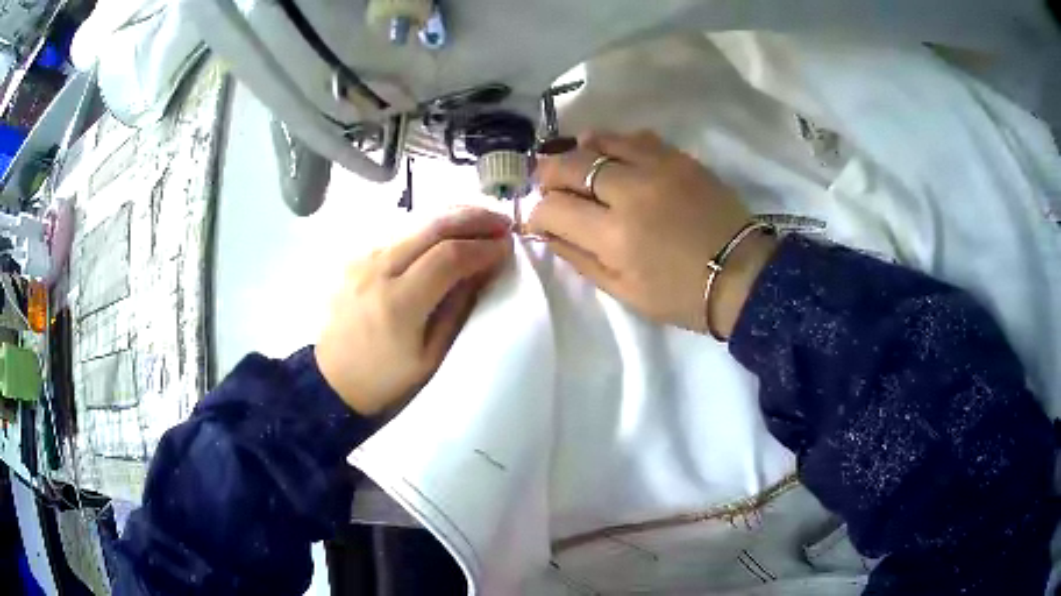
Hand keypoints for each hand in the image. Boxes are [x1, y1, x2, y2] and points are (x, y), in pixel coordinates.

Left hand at [315, 209, 512, 414]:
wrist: (332, 378)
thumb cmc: (385, 378)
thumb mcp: (431, 356)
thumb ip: (458, 308)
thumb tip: (484, 268)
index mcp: (398, 303)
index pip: (449, 257)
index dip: (483, 248)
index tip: (507, 247)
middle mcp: (378, 269)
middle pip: (433, 226)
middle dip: (474, 218)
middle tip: (502, 223)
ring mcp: (363, 257)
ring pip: (416, 220)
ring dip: (454, 215)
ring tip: (483, 219)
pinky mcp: (357, 254)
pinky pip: (400, 229)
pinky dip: (431, 224)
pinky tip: (450, 228)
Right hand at [528, 131, 776, 337]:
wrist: (742, 275)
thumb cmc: (682, 295)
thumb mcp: (624, 292)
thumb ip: (580, 259)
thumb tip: (548, 232)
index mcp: (614, 236)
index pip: (553, 208)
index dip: (536, 212)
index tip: (538, 219)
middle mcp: (630, 192)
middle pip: (570, 165)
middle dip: (547, 173)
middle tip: (546, 183)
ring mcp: (657, 168)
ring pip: (600, 141)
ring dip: (578, 151)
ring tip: (575, 163)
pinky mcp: (680, 158)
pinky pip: (636, 137)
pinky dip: (615, 143)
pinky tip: (613, 154)